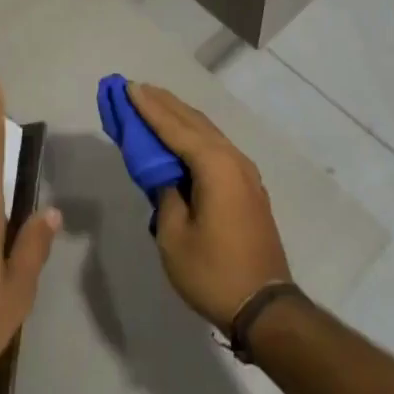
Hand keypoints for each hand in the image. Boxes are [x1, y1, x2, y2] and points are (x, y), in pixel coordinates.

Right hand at [128, 82, 291, 330]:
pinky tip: (181, 137)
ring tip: (155, 103)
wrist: (264, 306)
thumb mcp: (174, 235)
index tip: (129, 87)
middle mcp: (233, 159)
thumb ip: (165, 193)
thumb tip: (166, 174)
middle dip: (164, 104)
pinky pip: (216, 148)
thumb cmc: (213, 271)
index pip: (175, 127)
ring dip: (180, 117)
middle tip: (137, 88)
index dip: (149, 108)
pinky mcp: (247, 187)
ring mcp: (245, 173)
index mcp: (215, 166)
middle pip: (194, 122)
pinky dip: (194, 136)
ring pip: (207, 133)